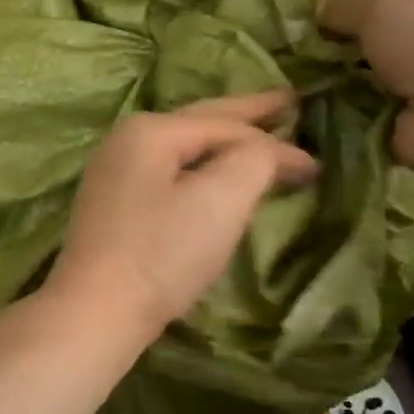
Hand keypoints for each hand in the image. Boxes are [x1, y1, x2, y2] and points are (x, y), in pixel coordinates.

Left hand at [43, 90, 318, 339]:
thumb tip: (269, 149)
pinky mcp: (112, 208)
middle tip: (287, 102)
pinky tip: (212, 179)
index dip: (275, 141)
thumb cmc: (162, 252)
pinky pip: (168, 175)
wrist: (96, 311)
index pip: (226, 125)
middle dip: (245, 116)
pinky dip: (200, 171)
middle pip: (199, 123)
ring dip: (223, 146)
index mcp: (150, 131)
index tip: (317, 163)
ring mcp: (113, 174)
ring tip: (258, 139)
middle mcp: (125, 142)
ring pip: (182, 150)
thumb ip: (254, 159)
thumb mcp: (221, 199)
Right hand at [318, 0, 413, 176]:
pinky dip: (357, 111)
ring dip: (356, 79)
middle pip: (398, 34)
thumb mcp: (377, 7)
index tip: (338, 13)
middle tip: (317, 47)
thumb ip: (345, 5)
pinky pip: (380, 110)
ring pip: (387, 73)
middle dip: (361, 42)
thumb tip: (321, 6)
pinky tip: (328, 108)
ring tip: (313, 78)